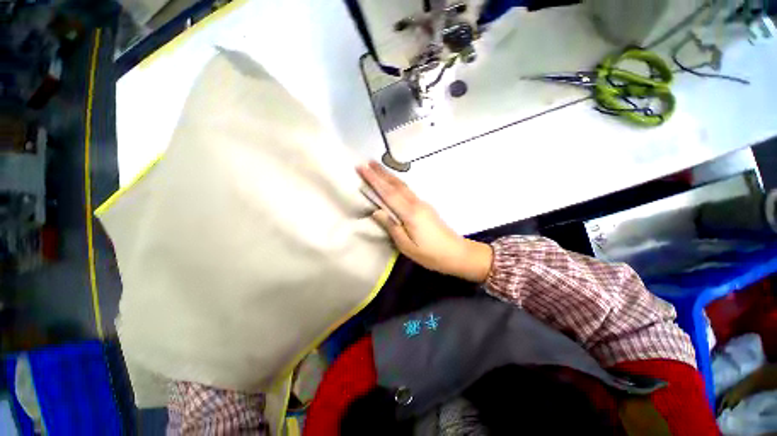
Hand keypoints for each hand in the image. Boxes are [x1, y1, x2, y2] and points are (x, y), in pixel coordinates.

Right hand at [357, 161, 492, 282]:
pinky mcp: (425, 207)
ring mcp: (422, 204)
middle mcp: (416, 204)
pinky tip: (393, 184)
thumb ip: (391, 227)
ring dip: (389, 176)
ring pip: (403, 186)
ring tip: (378, 167)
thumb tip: (377, 211)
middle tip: (367, 162)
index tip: (362, 168)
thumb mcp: (406, 246)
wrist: (456, 253)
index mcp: (410, 213)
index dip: (374, 180)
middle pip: (396, 185)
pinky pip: (407, 191)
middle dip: (381, 172)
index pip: (388, 193)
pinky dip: (397, 184)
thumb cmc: (430, 253)